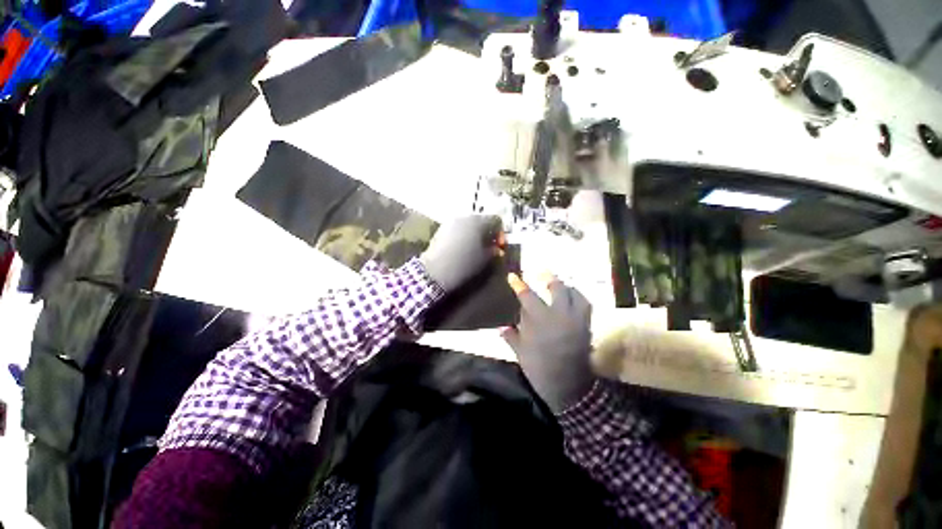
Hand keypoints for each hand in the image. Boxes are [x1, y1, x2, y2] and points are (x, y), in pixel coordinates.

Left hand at [420, 215, 502, 291]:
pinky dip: (464, 235)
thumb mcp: (484, 259)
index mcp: (478, 222)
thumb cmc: (464, 264)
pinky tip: (462, 248)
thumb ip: (494, 251)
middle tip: (489, 247)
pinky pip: (458, 228)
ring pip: (469, 224)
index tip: (500, 246)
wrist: (435, 270)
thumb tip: (498, 249)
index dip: (501, 233)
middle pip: (482, 220)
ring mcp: (451, 222)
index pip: (496, 220)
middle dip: (488, 233)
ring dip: (475, 234)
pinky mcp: (442, 229)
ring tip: (475, 248)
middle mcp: (465, 217)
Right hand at [502, 273, 594, 412]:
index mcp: (541, 322)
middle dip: (548, 277)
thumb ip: (511, 337)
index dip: (519, 285)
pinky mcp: (587, 326)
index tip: (512, 276)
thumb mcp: (522, 353)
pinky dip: (578, 297)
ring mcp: (576, 320)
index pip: (528, 297)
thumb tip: (501, 328)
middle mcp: (560, 316)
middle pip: (557, 288)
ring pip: (574, 294)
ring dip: (565, 286)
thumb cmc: (541, 369)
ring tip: (559, 283)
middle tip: (542, 272)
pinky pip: (585, 304)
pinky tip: (572, 297)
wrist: (569, 387)